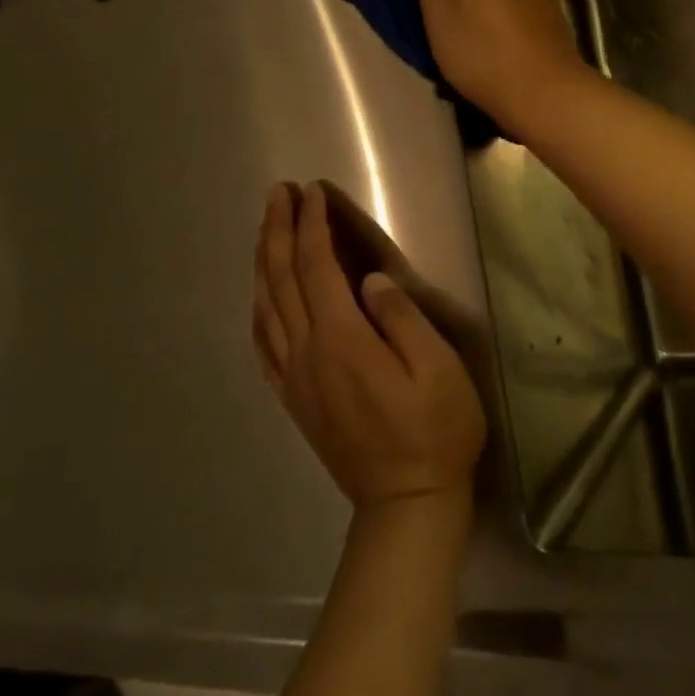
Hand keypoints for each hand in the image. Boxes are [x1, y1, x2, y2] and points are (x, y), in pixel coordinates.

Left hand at [253, 182, 485, 510]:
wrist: (405, 504)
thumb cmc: (435, 430)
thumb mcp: (437, 369)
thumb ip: (401, 319)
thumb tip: (370, 280)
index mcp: (342, 339)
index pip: (317, 267)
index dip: (311, 225)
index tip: (311, 191)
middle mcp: (307, 352)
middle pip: (281, 279)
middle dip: (277, 230)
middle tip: (277, 192)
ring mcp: (294, 378)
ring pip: (266, 307)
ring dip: (263, 261)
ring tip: (265, 227)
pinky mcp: (293, 399)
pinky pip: (263, 345)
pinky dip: (257, 309)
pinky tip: (259, 296)